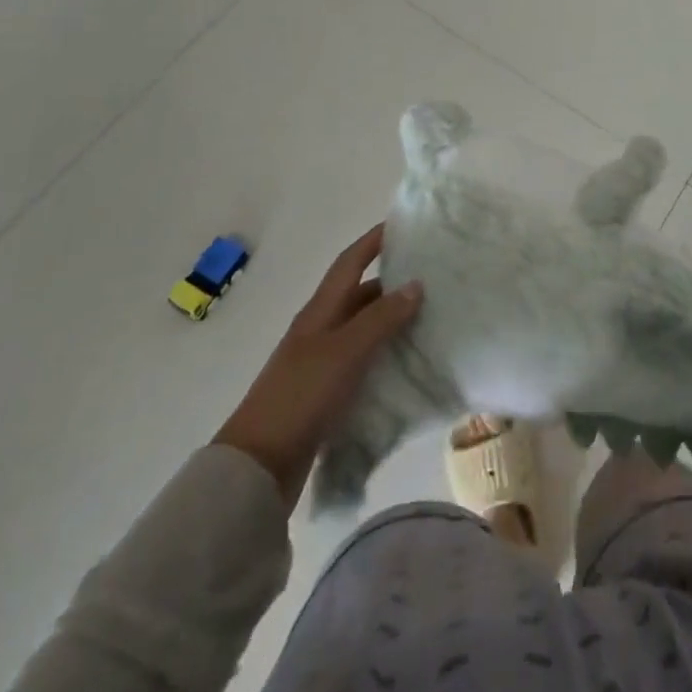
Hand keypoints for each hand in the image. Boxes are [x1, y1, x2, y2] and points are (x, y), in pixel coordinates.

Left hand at [212, 224, 420, 509]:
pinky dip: (386, 354)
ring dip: (393, 320)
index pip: (350, 263)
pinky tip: (411, 362)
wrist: (258, 466)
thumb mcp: (346, 351)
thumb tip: (415, 284)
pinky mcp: (328, 393)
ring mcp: (323, 362)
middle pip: (360, 294)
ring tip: (432, 316)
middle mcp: (321, 329)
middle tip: (433, 275)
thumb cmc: (301, 395)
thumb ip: (381, 318)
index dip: (373, 241)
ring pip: (365, 329)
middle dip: (392, 281)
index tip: (404, 225)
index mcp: (320, 311)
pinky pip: (364, 361)